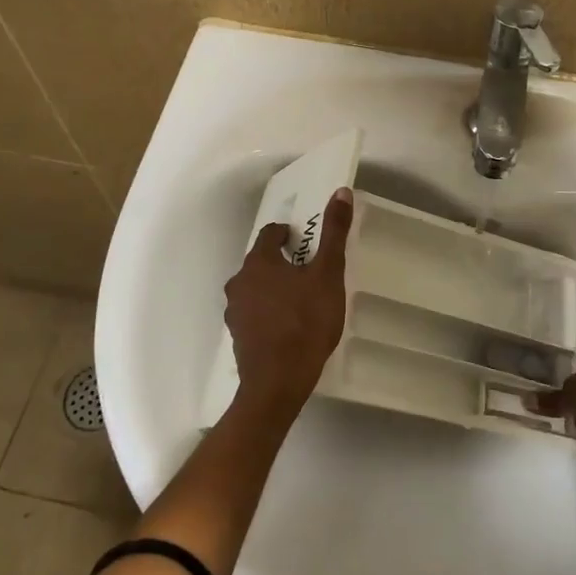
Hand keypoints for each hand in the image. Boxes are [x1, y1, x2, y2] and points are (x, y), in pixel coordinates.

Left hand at [224, 187, 354, 414]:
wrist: (277, 383)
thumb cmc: (305, 323)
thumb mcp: (328, 275)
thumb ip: (334, 233)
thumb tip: (340, 191)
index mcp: (259, 262)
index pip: (270, 234)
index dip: (288, 234)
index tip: (305, 242)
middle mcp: (240, 281)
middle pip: (260, 261)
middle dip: (282, 261)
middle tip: (309, 271)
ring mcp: (235, 311)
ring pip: (255, 287)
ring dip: (273, 287)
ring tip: (300, 299)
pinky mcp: (237, 336)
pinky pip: (254, 312)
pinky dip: (268, 311)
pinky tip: (287, 324)